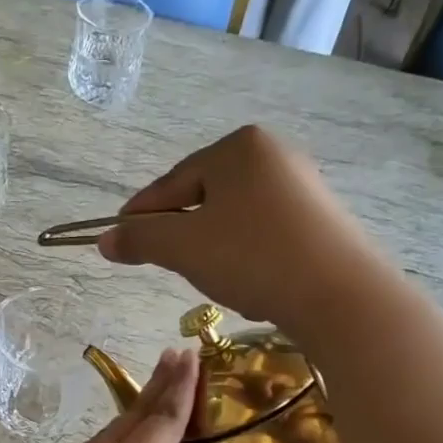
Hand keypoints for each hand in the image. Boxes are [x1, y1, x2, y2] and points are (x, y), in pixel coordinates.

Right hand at [99, 124, 367, 325]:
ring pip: (235, 218)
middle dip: (182, 233)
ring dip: (214, 247)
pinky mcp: (322, 219)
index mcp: (238, 147)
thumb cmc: (252, 256)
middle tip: (167, 264)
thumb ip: (140, 239)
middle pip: (204, 197)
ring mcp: (303, 186)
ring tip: (213, 279)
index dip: (141, 214)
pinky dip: (247, 254)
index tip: (118, 239)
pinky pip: (265, 233)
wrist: (339, 295)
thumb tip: (103, 240)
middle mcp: (273, 155)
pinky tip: (249, 282)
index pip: (172, 182)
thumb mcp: (183, 248)